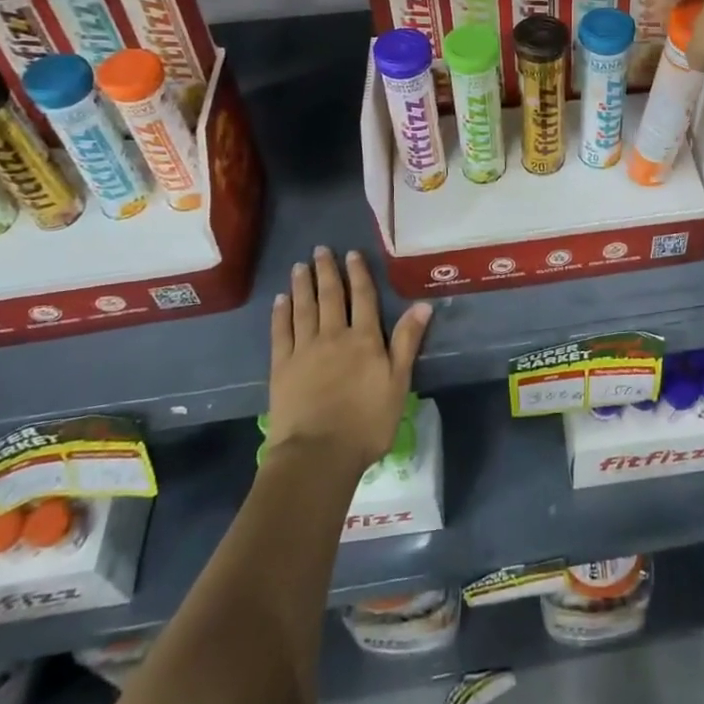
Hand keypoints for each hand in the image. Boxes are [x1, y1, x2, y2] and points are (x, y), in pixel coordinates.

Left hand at [267, 247, 432, 475]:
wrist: (318, 454)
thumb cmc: (367, 423)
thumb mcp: (398, 382)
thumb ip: (407, 341)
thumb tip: (422, 304)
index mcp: (364, 339)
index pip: (362, 298)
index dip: (358, 274)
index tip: (352, 254)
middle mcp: (333, 336)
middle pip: (330, 297)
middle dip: (327, 271)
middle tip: (321, 249)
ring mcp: (304, 349)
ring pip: (303, 308)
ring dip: (302, 285)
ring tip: (300, 266)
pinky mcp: (281, 367)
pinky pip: (281, 332)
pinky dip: (281, 313)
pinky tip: (281, 300)